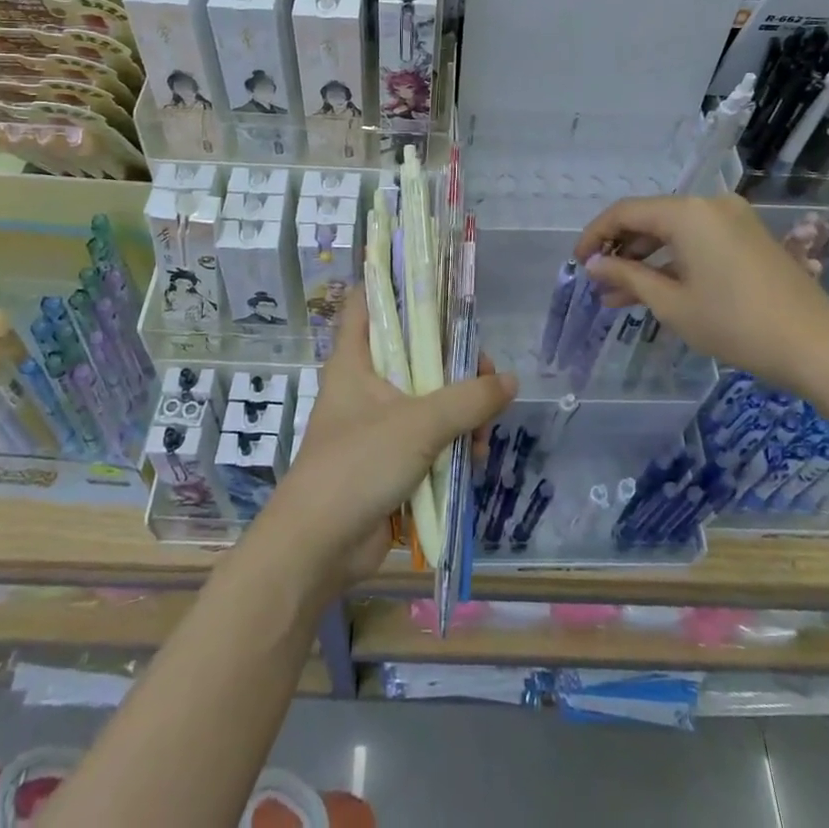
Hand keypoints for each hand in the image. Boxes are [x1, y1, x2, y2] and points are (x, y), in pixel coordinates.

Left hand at [259, 288, 516, 593]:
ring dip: (462, 414)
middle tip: (487, 378)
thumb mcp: (419, 424)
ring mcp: (379, 423)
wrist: (319, 547)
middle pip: (417, 352)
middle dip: (456, 365)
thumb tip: (509, 381)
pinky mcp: (391, 460)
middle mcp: (366, 383)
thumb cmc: (358, 465)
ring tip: (482, 437)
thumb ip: (468, 400)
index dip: (393, 282)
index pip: (367, 301)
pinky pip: (430, 439)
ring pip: (430, 398)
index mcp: (356, 359)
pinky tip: (475, 461)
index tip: (433, 280)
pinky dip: (453, 445)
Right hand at [575, 193, 828, 396]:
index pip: (626, 213)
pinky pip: (699, 241)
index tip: (578, 263)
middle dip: (621, 251)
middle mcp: (710, 205)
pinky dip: (675, 262)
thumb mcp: (672, 304)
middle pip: (651, 219)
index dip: (596, 236)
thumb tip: (593, 266)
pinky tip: (658, 291)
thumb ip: (627, 278)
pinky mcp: (750, 238)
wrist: (818, 346)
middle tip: (599, 283)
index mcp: (687, 212)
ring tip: (620, 297)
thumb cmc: (735, 323)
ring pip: (675, 233)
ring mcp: (734, 220)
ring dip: (646, 260)